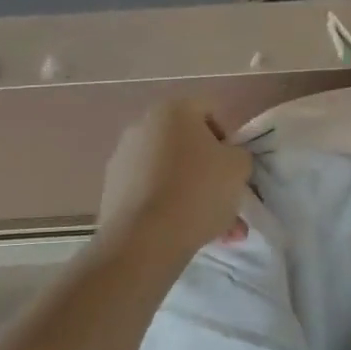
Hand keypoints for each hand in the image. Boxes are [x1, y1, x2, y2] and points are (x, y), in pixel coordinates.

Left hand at [98, 100, 251, 252]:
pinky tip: (188, 234)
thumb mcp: (239, 167)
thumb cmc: (198, 191)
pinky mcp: (112, 190)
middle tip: (228, 201)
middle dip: (211, 175)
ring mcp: (122, 159)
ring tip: (217, 230)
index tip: (234, 168)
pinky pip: (152, 193)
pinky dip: (170, 208)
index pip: (210, 111)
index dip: (229, 139)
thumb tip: (227, 159)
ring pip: (171, 174)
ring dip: (194, 196)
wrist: (144, 239)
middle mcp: (142, 126)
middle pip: (188, 146)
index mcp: (173, 110)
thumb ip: (238, 155)